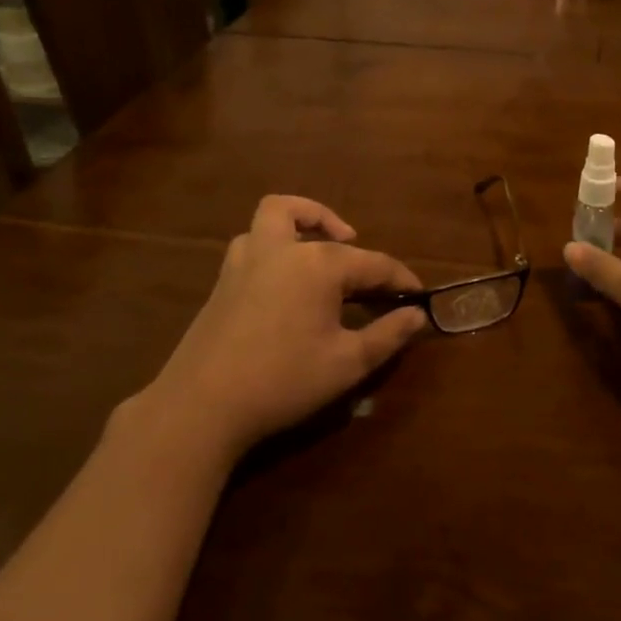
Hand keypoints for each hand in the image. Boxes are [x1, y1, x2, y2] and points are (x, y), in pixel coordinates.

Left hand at [142, 196, 427, 460]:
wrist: (202, 406)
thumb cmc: (283, 380)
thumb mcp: (347, 363)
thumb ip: (388, 335)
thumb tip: (417, 315)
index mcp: (319, 264)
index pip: (374, 263)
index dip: (401, 279)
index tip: (419, 296)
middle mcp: (283, 249)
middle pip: (322, 227)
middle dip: (352, 243)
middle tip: (367, 276)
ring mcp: (247, 259)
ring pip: (275, 215)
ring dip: (302, 220)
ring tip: (320, 247)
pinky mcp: (224, 279)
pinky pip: (253, 241)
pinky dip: (274, 243)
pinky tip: (284, 279)